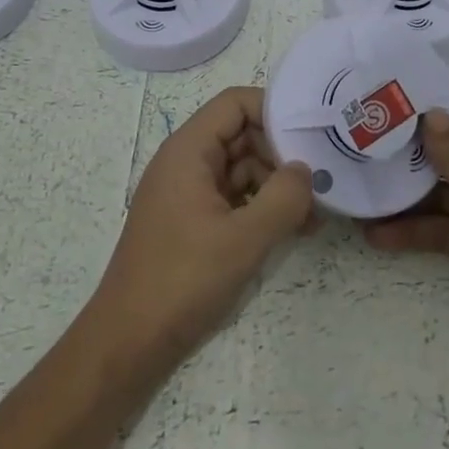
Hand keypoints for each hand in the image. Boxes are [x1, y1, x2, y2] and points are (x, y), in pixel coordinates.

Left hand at [85, 87, 313, 373]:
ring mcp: (188, 192)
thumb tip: (306, 170)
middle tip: (320, 180)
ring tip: (313, 214)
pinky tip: (292, 230)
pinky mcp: (192, 221)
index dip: (273, 110)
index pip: (235, 103)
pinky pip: (234, 196)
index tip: (310, 134)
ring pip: (241, 167)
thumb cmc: (182, 281)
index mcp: (188, 150)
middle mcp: (186, 162)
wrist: (127, 345)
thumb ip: (284, 198)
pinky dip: (261, 206)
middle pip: (242, 133)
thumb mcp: (244, 239)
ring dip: (276, 184)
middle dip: (281, 153)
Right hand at [365, 82, 448, 385]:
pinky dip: (414, 231)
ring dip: (406, 193)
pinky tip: (376, 234)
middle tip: (362, 138)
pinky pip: (442, 229)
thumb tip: (429, 113)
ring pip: (442, 191)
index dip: (441, 93)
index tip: (394, 89)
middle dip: (412, 146)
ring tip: (359, 188)